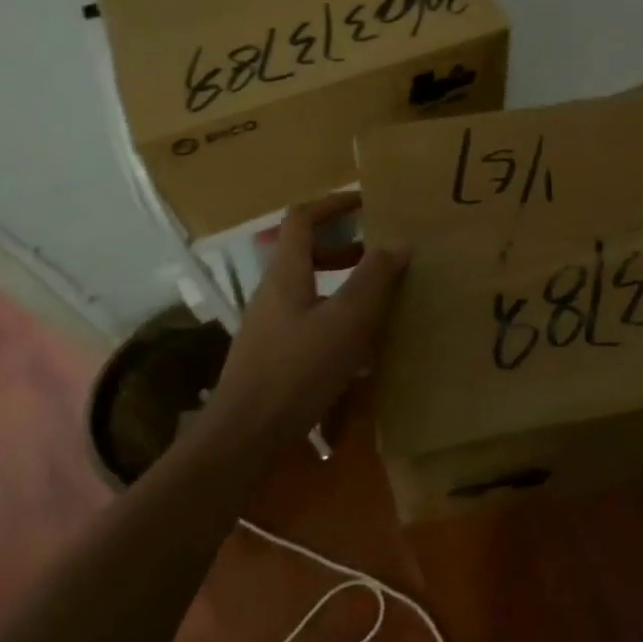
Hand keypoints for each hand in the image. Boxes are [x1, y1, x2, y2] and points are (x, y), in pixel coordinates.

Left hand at [210, 192, 409, 443]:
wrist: (243, 439)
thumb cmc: (297, 370)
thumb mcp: (347, 321)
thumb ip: (374, 279)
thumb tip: (399, 243)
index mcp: (285, 274)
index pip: (302, 219)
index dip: (332, 204)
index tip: (366, 202)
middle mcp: (272, 293)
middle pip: (304, 252)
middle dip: (343, 246)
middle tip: (379, 255)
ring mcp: (268, 326)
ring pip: (308, 287)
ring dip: (341, 282)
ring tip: (377, 298)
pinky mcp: (271, 356)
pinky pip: (307, 318)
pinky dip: (334, 315)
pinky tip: (357, 345)